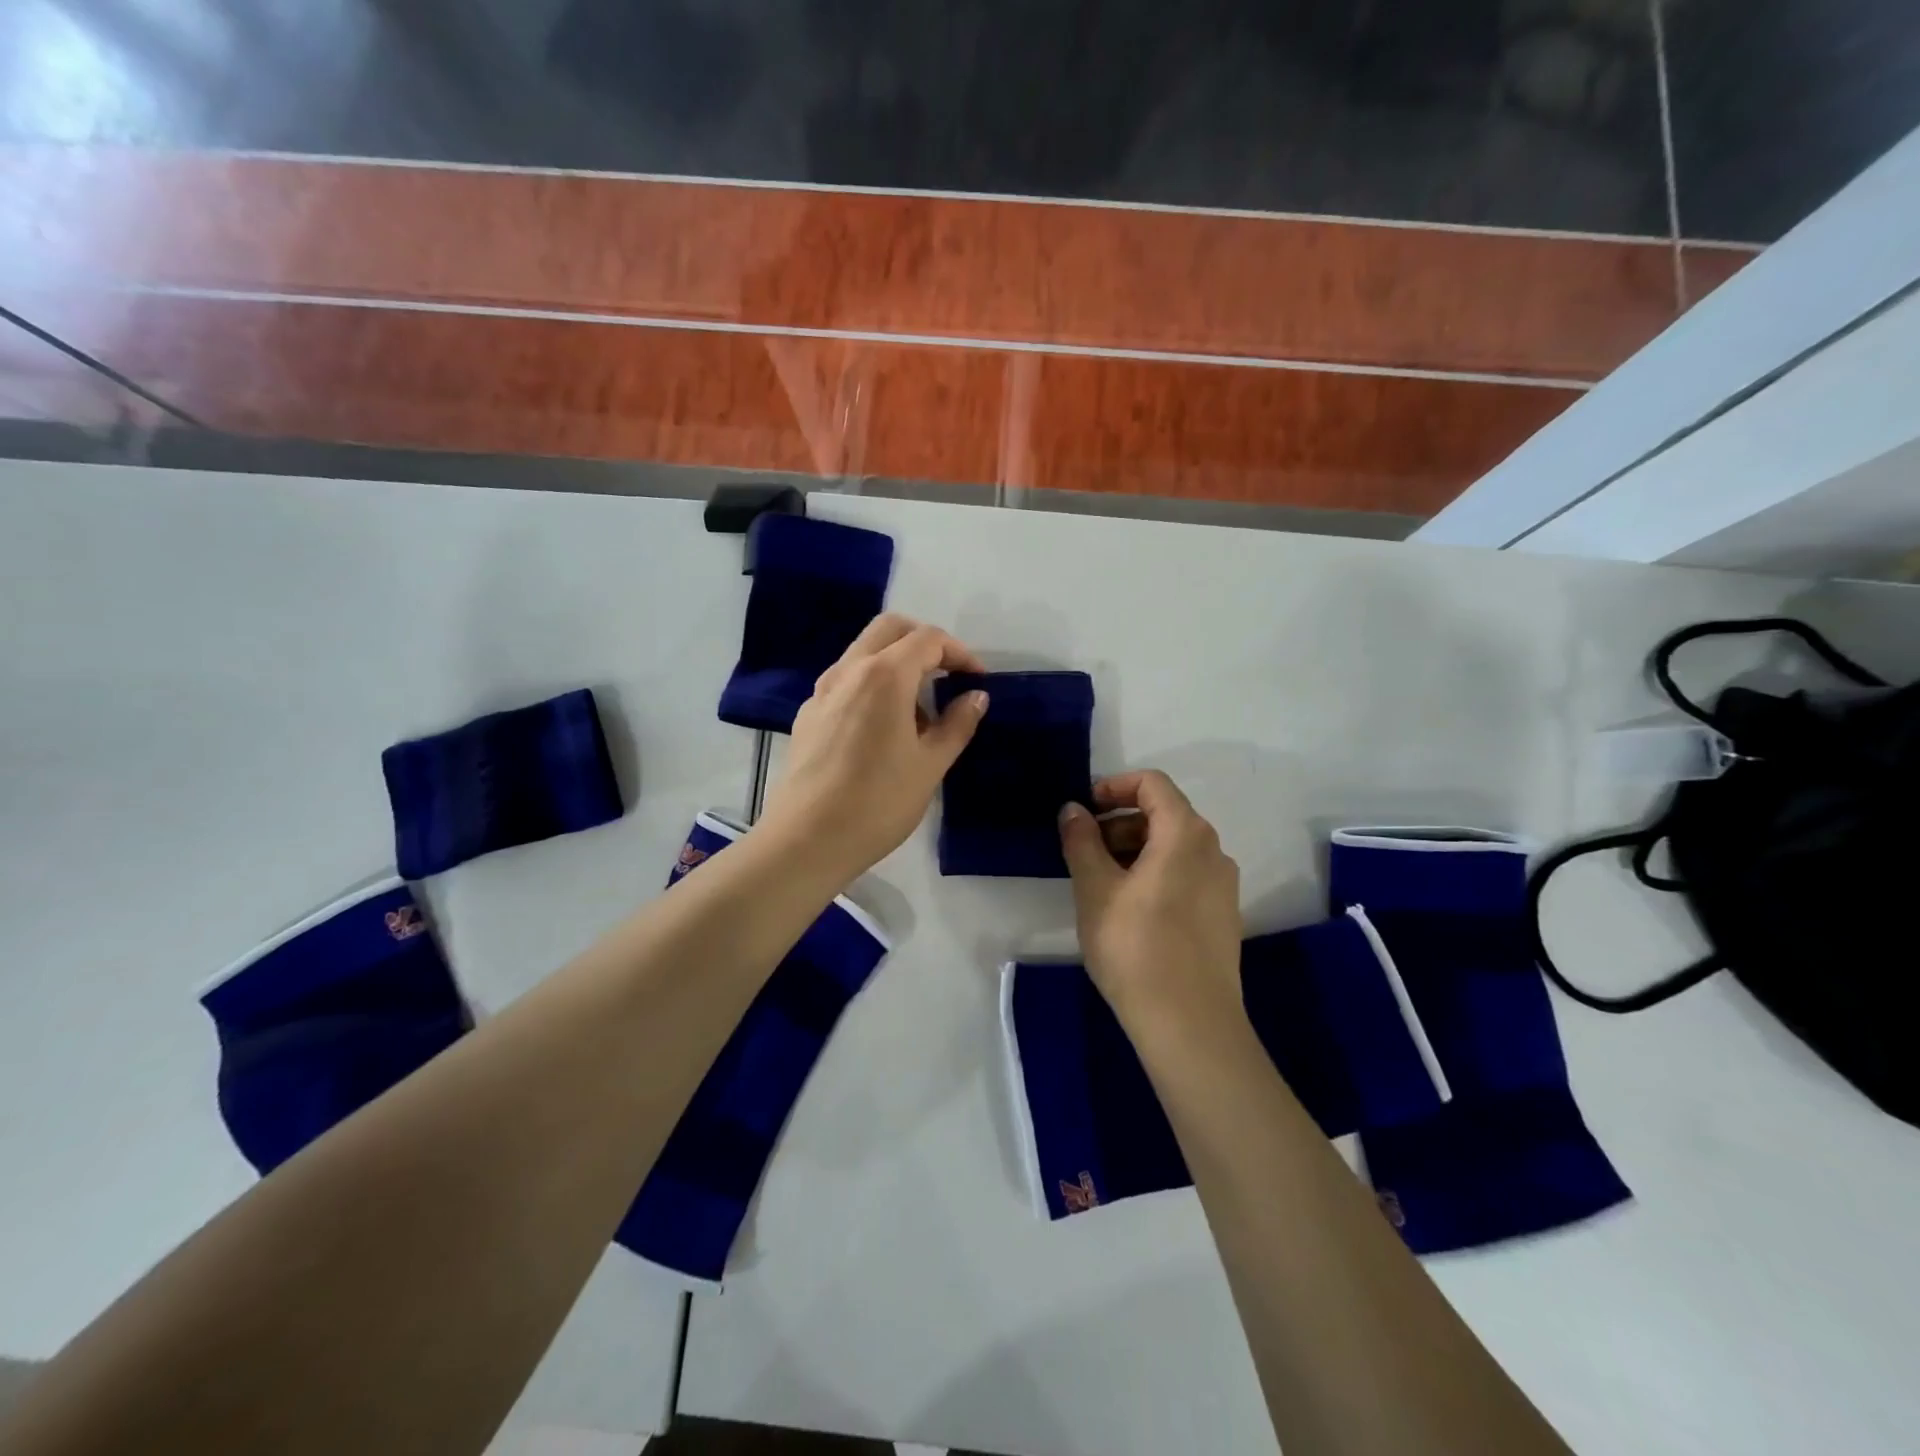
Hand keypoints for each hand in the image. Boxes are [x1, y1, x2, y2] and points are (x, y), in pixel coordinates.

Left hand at [758, 614, 989, 883]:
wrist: (807, 839)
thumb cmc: (878, 802)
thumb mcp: (930, 765)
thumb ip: (957, 724)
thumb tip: (976, 697)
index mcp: (884, 675)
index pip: (928, 640)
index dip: (959, 653)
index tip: (977, 680)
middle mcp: (848, 670)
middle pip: (890, 630)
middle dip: (924, 642)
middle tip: (948, 675)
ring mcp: (822, 691)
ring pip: (863, 653)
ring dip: (896, 663)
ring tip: (919, 711)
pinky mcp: (807, 715)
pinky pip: (846, 682)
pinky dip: (872, 686)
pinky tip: (882, 730)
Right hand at [1058, 771, 1242, 1026]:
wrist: (1189, 1025)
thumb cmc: (1135, 946)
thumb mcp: (1095, 889)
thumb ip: (1081, 840)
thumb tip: (1073, 810)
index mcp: (1186, 834)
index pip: (1152, 783)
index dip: (1113, 786)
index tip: (1083, 808)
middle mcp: (1213, 850)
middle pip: (1164, 814)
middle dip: (1119, 822)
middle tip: (1082, 850)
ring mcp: (1223, 885)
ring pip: (1174, 847)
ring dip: (1133, 850)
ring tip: (1099, 882)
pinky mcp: (1223, 916)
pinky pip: (1185, 875)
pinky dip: (1153, 873)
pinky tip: (1127, 908)